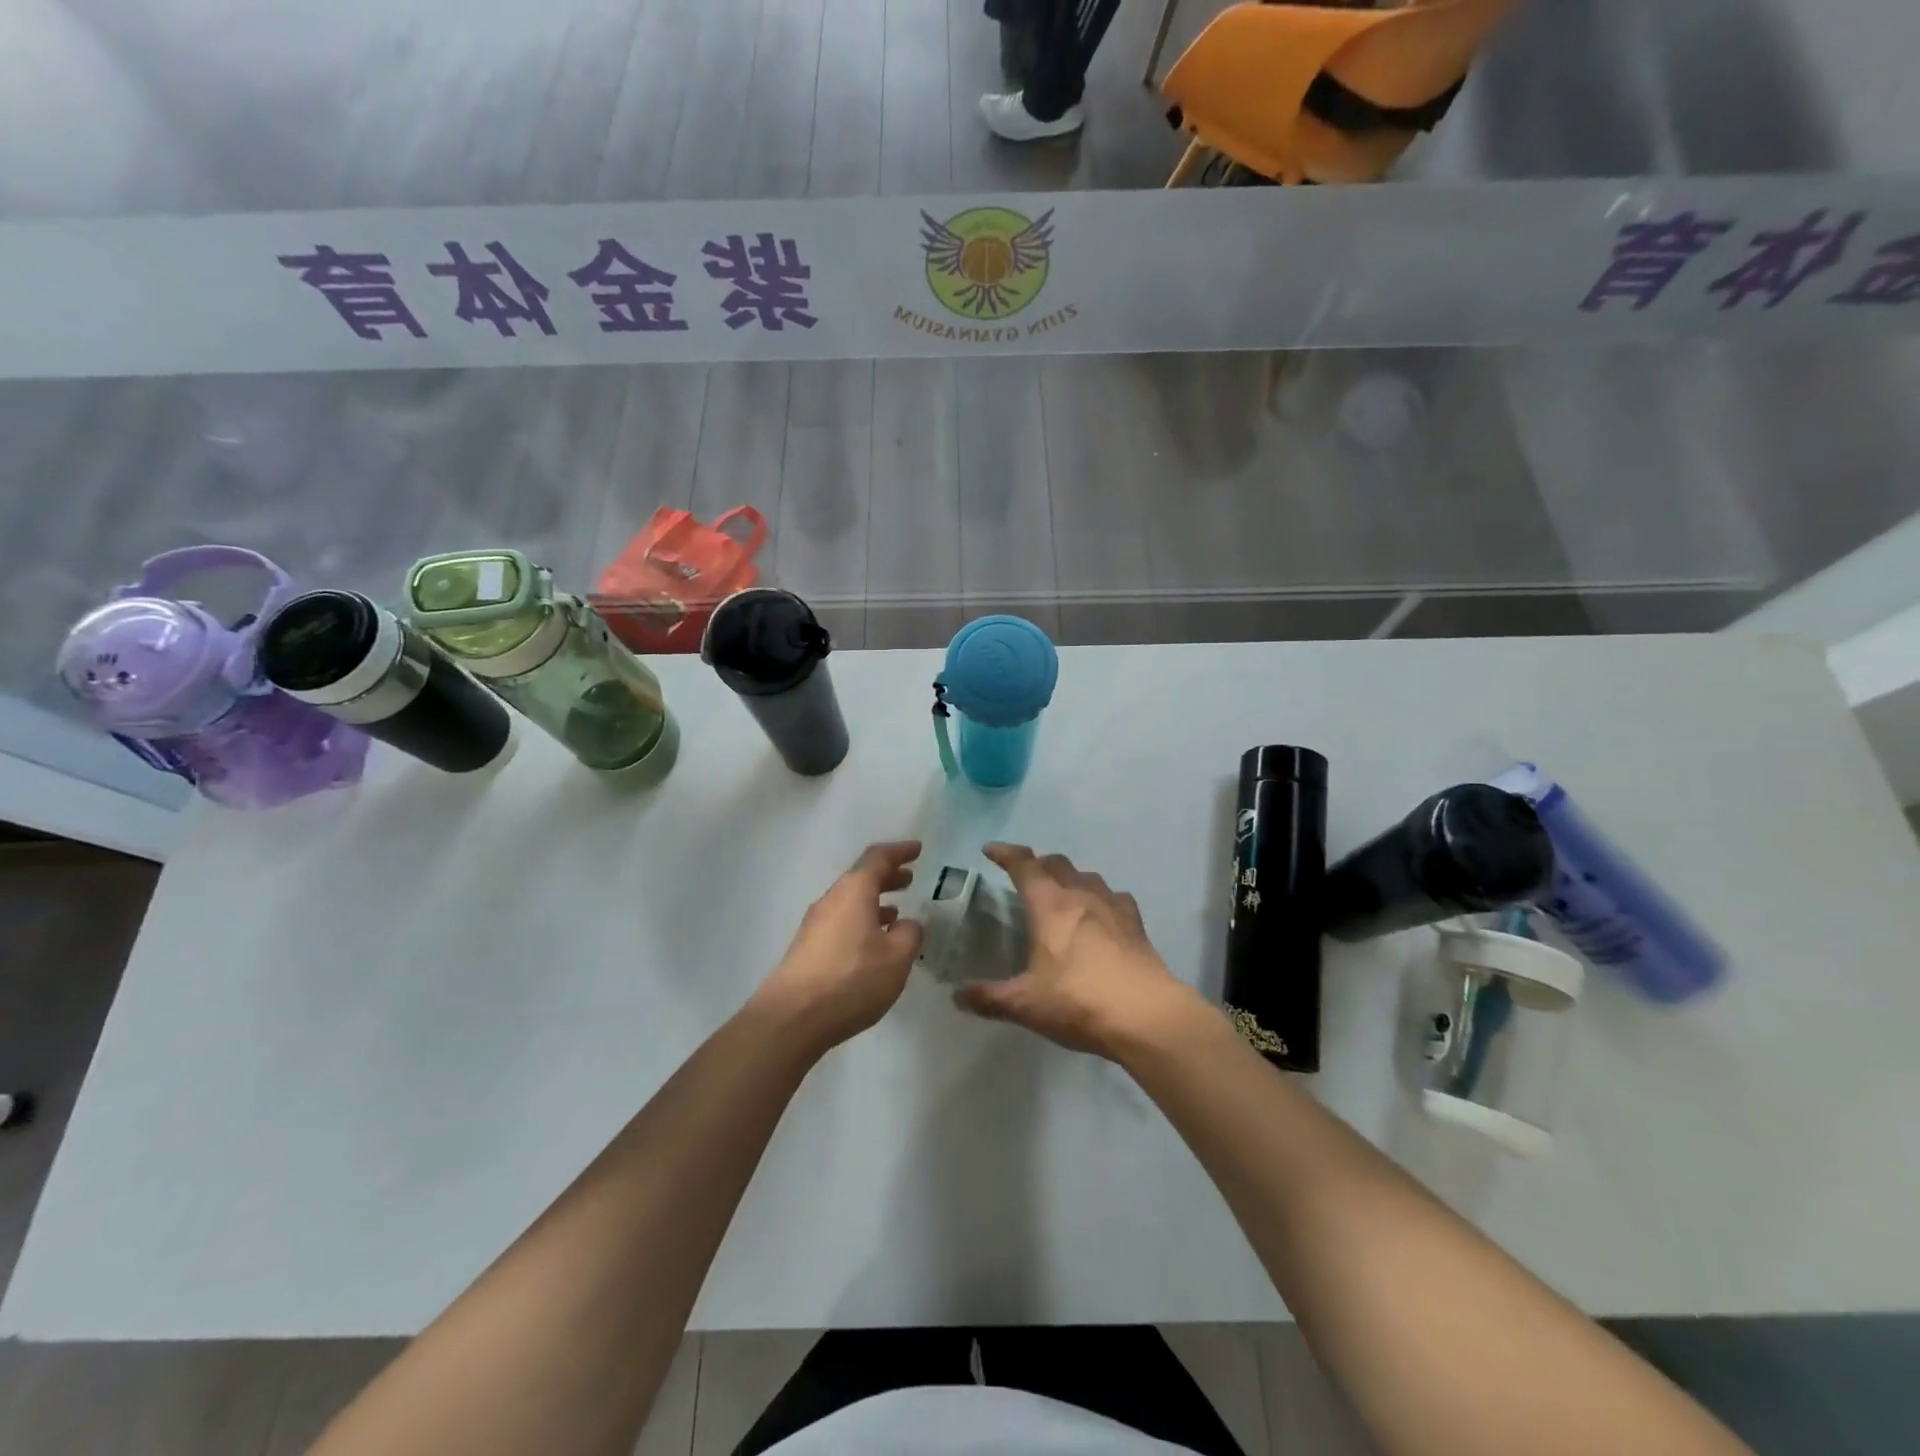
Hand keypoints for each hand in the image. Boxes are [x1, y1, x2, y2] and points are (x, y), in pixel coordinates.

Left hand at [750, 841, 924, 1054]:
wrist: (791, 1018)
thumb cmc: (851, 979)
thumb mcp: (896, 957)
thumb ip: (909, 934)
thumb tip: (907, 924)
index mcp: (854, 891)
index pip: (878, 858)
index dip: (899, 851)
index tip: (918, 849)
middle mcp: (831, 900)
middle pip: (861, 878)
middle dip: (887, 876)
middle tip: (910, 879)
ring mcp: (815, 924)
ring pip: (850, 901)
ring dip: (874, 901)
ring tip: (897, 911)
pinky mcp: (808, 948)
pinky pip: (841, 921)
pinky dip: (862, 920)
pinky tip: (873, 942)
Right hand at [954, 844, 1203, 1059]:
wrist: (1146, 1015)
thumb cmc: (1078, 1001)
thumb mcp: (1025, 1004)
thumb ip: (989, 998)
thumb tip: (958, 996)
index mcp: (1050, 905)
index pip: (1024, 865)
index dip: (1006, 854)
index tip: (991, 850)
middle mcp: (1081, 895)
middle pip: (1057, 864)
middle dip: (1038, 864)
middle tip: (1025, 876)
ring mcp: (1113, 907)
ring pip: (1088, 876)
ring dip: (1071, 878)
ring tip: (1062, 893)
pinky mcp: (1136, 924)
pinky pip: (1115, 898)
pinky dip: (1102, 898)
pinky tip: (1102, 915)